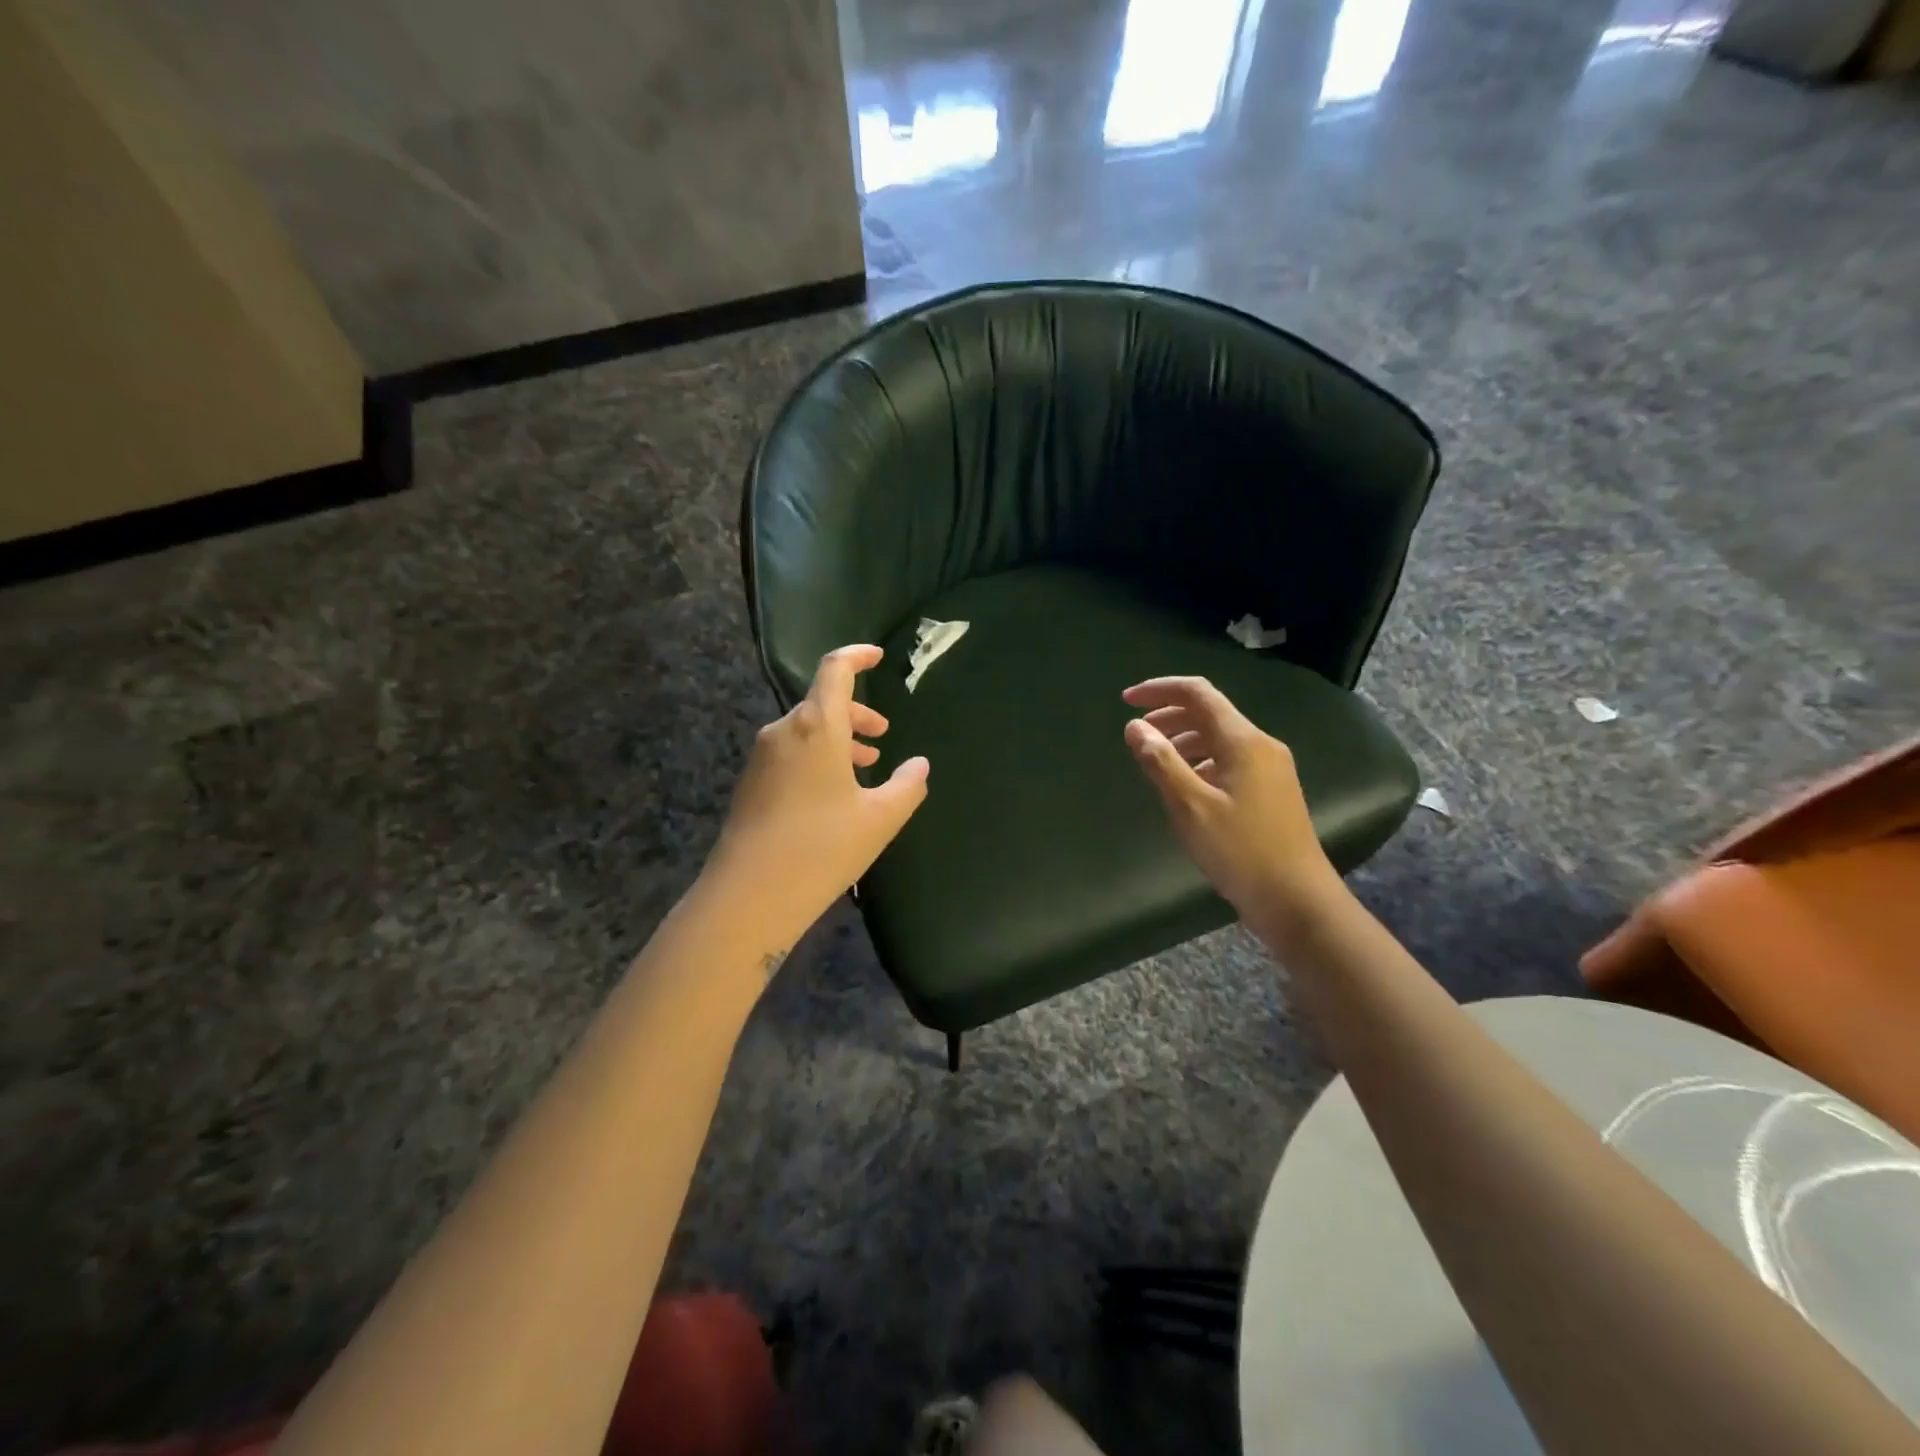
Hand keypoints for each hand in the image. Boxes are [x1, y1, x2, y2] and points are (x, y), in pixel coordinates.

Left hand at [706, 645, 928, 955]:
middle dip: (857, 714)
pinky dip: (816, 757)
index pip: (835, 670)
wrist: (750, 894)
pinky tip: (832, 793)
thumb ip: (907, 785)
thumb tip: (919, 765)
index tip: (878, 657)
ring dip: (838, 739)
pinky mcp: (750, 782)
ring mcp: (762, 757)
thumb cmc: (823, 847)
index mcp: (817, 726)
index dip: (857, 656)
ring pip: (806, 731)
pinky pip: (789, 753)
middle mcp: (784, 731)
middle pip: (822, 703)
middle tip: (883, 735)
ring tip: (865, 766)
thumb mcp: (880, 818)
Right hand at [1121, 676, 1340, 926]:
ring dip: (1183, 740)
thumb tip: (1135, 726)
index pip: (1198, 693)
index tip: (1126, 701)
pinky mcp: (1272, 789)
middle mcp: (1261, 745)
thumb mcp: (1190, 807)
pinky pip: (1230, 759)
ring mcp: (1271, 767)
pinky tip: (1186, 785)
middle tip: (1136, 734)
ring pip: (1220, 737)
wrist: (1297, 899)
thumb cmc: (1240, 851)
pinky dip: (1200, 760)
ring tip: (1155, 761)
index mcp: (1243, 741)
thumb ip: (1160, 762)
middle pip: (1210, 713)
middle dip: (1169, 715)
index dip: (1160, 690)